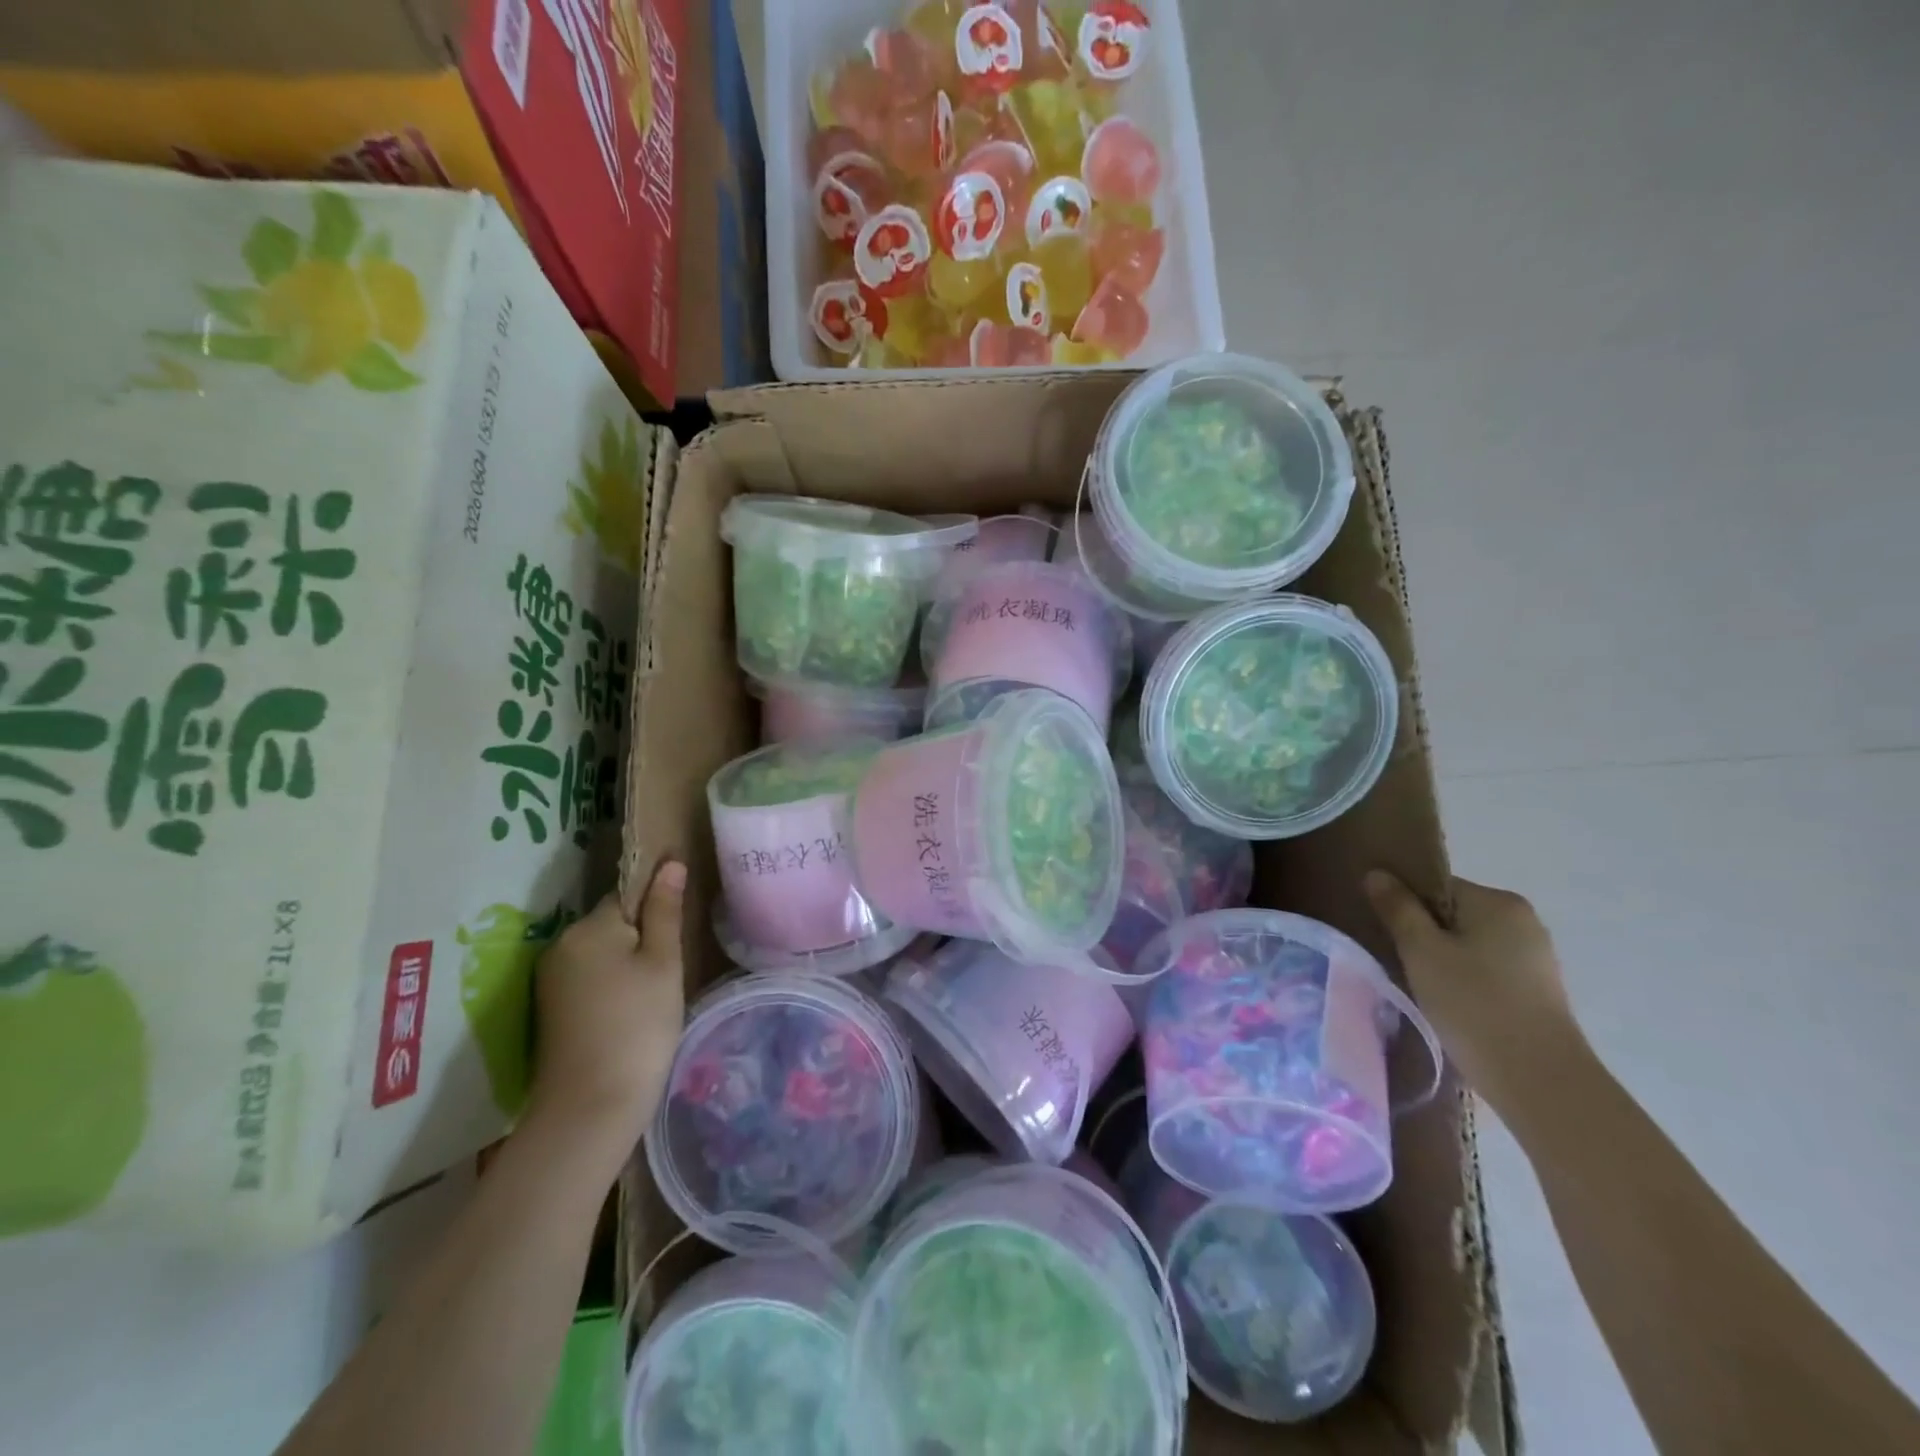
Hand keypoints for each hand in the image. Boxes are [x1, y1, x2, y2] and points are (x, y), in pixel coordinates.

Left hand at [524, 863, 686, 1160]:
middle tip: (670, 972)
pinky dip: (611, 987)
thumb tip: (670, 863)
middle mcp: (562, 944)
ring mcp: (551, 979)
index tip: (677, 938)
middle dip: (642, 938)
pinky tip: (629, 1013)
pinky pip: (590, 978)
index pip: (629, 895)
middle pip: (613, 923)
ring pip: (602, 953)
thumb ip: (665, 910)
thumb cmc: (639, 1025)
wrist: (590, 1107)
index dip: (657, 911)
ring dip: (628, 964)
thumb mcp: (663, 963)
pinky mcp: (551, 1009)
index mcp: (589, 926)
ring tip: (654, 996)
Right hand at [1363, 871, 1588, 1120]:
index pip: (1435, 886)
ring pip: (1469, 944)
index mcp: (1497, 901)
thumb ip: (1397, 908)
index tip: (1385, 933)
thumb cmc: (1473, 1004)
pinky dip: (1465, 980)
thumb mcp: (1421, 951)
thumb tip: (1377, 873)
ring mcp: (1535, 957)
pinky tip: (1450, 1005)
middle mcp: (1523, 920)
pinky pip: (1487, 969)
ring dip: (1442, 959)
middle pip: (1453, 914)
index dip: (1404, 906)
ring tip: (1420, 987)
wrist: (1539, 1081)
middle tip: (1397, 961)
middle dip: (1423, 934)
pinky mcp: (1538, 990)